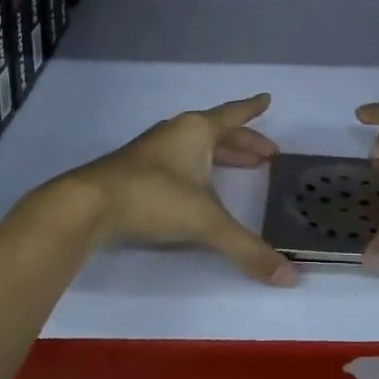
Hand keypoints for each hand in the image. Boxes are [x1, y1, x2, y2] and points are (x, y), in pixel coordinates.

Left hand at [63, 93, 297, 285]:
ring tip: (239, 167)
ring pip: (196, 146)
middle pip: (217, 132)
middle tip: (267, 154)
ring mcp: (153, 150)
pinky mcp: (135, 170)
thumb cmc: (154, 198)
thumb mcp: (206, 222)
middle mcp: (177, 133)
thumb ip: (247, 249)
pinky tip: (197, 185)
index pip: (233, 115)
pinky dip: (197, 167)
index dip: (252, 109)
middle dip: (243, 142)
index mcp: (197, 131)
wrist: (88, 205)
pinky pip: (178, 160)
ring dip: (220, 154)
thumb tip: (290, 278)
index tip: (267, 100)